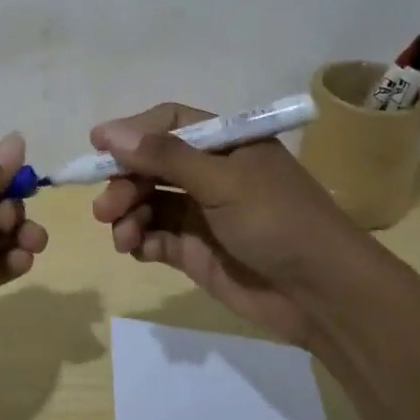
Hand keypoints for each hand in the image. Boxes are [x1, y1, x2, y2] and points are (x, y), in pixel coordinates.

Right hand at [90, 103, 354, 345]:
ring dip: (127, 214)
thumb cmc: (279, 222)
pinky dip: (140, 239)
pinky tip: (137, 248)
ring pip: (148, 202)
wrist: (323, 295)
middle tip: (105, 207)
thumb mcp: (223, 182)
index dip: (133, 132)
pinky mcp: (196, 251)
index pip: (169, 123)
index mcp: (225, 144)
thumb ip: (165, 157)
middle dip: (124, 182)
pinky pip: (155, 236)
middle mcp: (211, 174)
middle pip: (151, 165)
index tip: (97, 146)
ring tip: (122, 235)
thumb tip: (109, 133)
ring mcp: (202, 213)